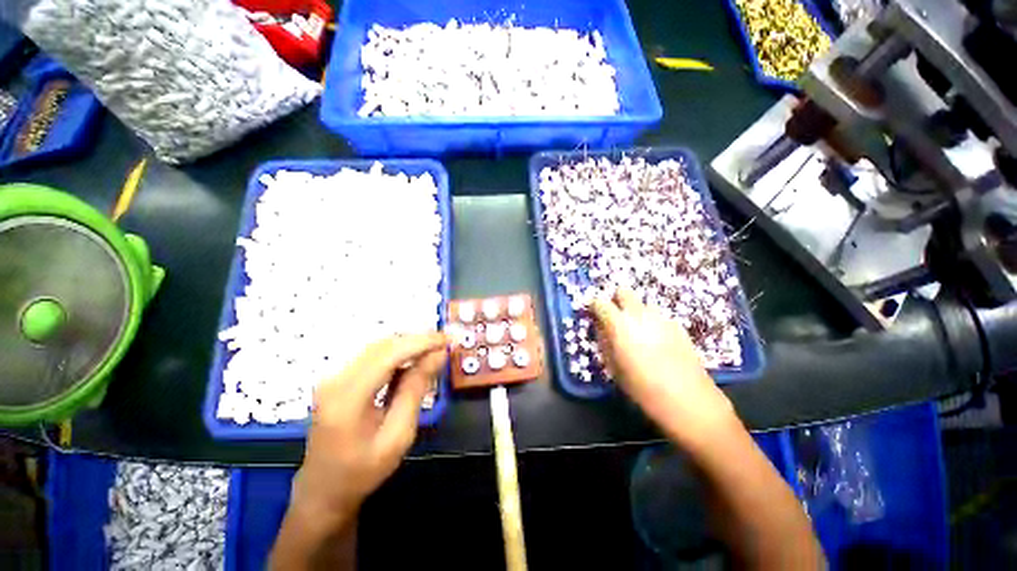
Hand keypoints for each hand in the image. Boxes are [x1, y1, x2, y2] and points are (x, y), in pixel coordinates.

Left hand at [291, 332, 448, 524]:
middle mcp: (335, 379)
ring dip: (408, 345)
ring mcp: (333, 376)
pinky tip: (413, 361)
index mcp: (347, 398)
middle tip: (445, 344)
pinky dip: (397, 353)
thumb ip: (416, 389)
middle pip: (383, 345)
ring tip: (434, 350)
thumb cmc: (362, 471)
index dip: (422, 342)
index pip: (390, 354)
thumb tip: (439, 355)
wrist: (322, 491)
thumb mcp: (398, 435)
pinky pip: (372, 355)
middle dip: (418, 340)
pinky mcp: (337, 378)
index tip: (449, 339)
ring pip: (379, 346)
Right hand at [591, 288, 736, 445]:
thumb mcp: (614, 368)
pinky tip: (657, 342)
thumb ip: (605, 342)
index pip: (600, 302)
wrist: (688, 399)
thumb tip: (601, 328)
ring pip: (642, 303)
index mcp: (619, 324)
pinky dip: (652, 322)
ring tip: (638, 332)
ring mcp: (661, 317)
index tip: (594, 314)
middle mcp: (640, 314)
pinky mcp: (677, 325)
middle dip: (616, 300)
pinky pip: (658, 316)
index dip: (595, 306)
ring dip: (636, 311)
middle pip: (624, 291)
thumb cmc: (643, 388)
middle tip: (615, 319)